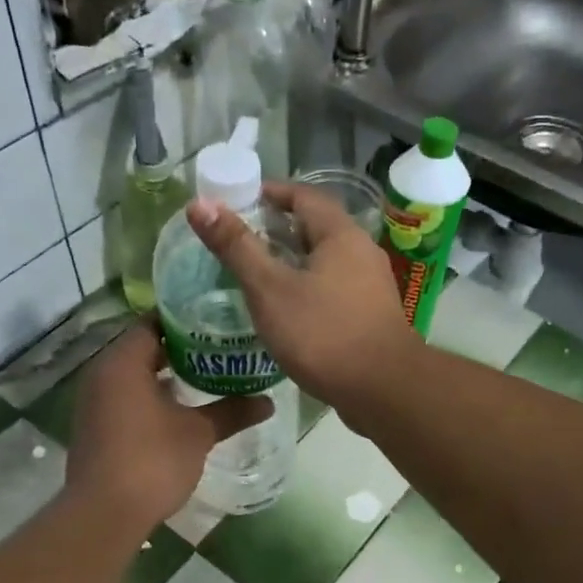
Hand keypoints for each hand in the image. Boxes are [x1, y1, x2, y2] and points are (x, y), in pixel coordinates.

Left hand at [66, 322, 269, 528]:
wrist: (104, 515)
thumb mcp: (198, 433)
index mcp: (123, 362)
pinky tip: (182, 406)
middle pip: (144, 346)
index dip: (186, 318)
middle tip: (221, 346)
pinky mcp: (96, 425)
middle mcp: (102, 373)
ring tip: (208, 373)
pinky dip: (151, 393)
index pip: (153, 322)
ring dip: (167, 372)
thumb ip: (231, 411)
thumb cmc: (152, 461)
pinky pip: (126, 394)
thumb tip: (268, 401)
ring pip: (135, 372)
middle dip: (182, 346)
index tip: (218, 320)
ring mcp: (94, 400)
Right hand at [187, 182, 417, 407]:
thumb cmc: (323, 333)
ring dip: (293, 261)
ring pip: (326, 261)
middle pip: (316, 227)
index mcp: (341, 234)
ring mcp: (371, 285)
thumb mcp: (269, 289)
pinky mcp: (371, 315)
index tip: (236, 202)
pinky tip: (287, 310)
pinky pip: (334, 288)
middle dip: (278, 229)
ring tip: (257, 275)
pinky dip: (308, 288)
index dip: (268, 193)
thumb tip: (199, 204)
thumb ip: (236, 247)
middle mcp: (362, 251)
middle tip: (240, 240)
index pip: (303, 195)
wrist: (383, 389)